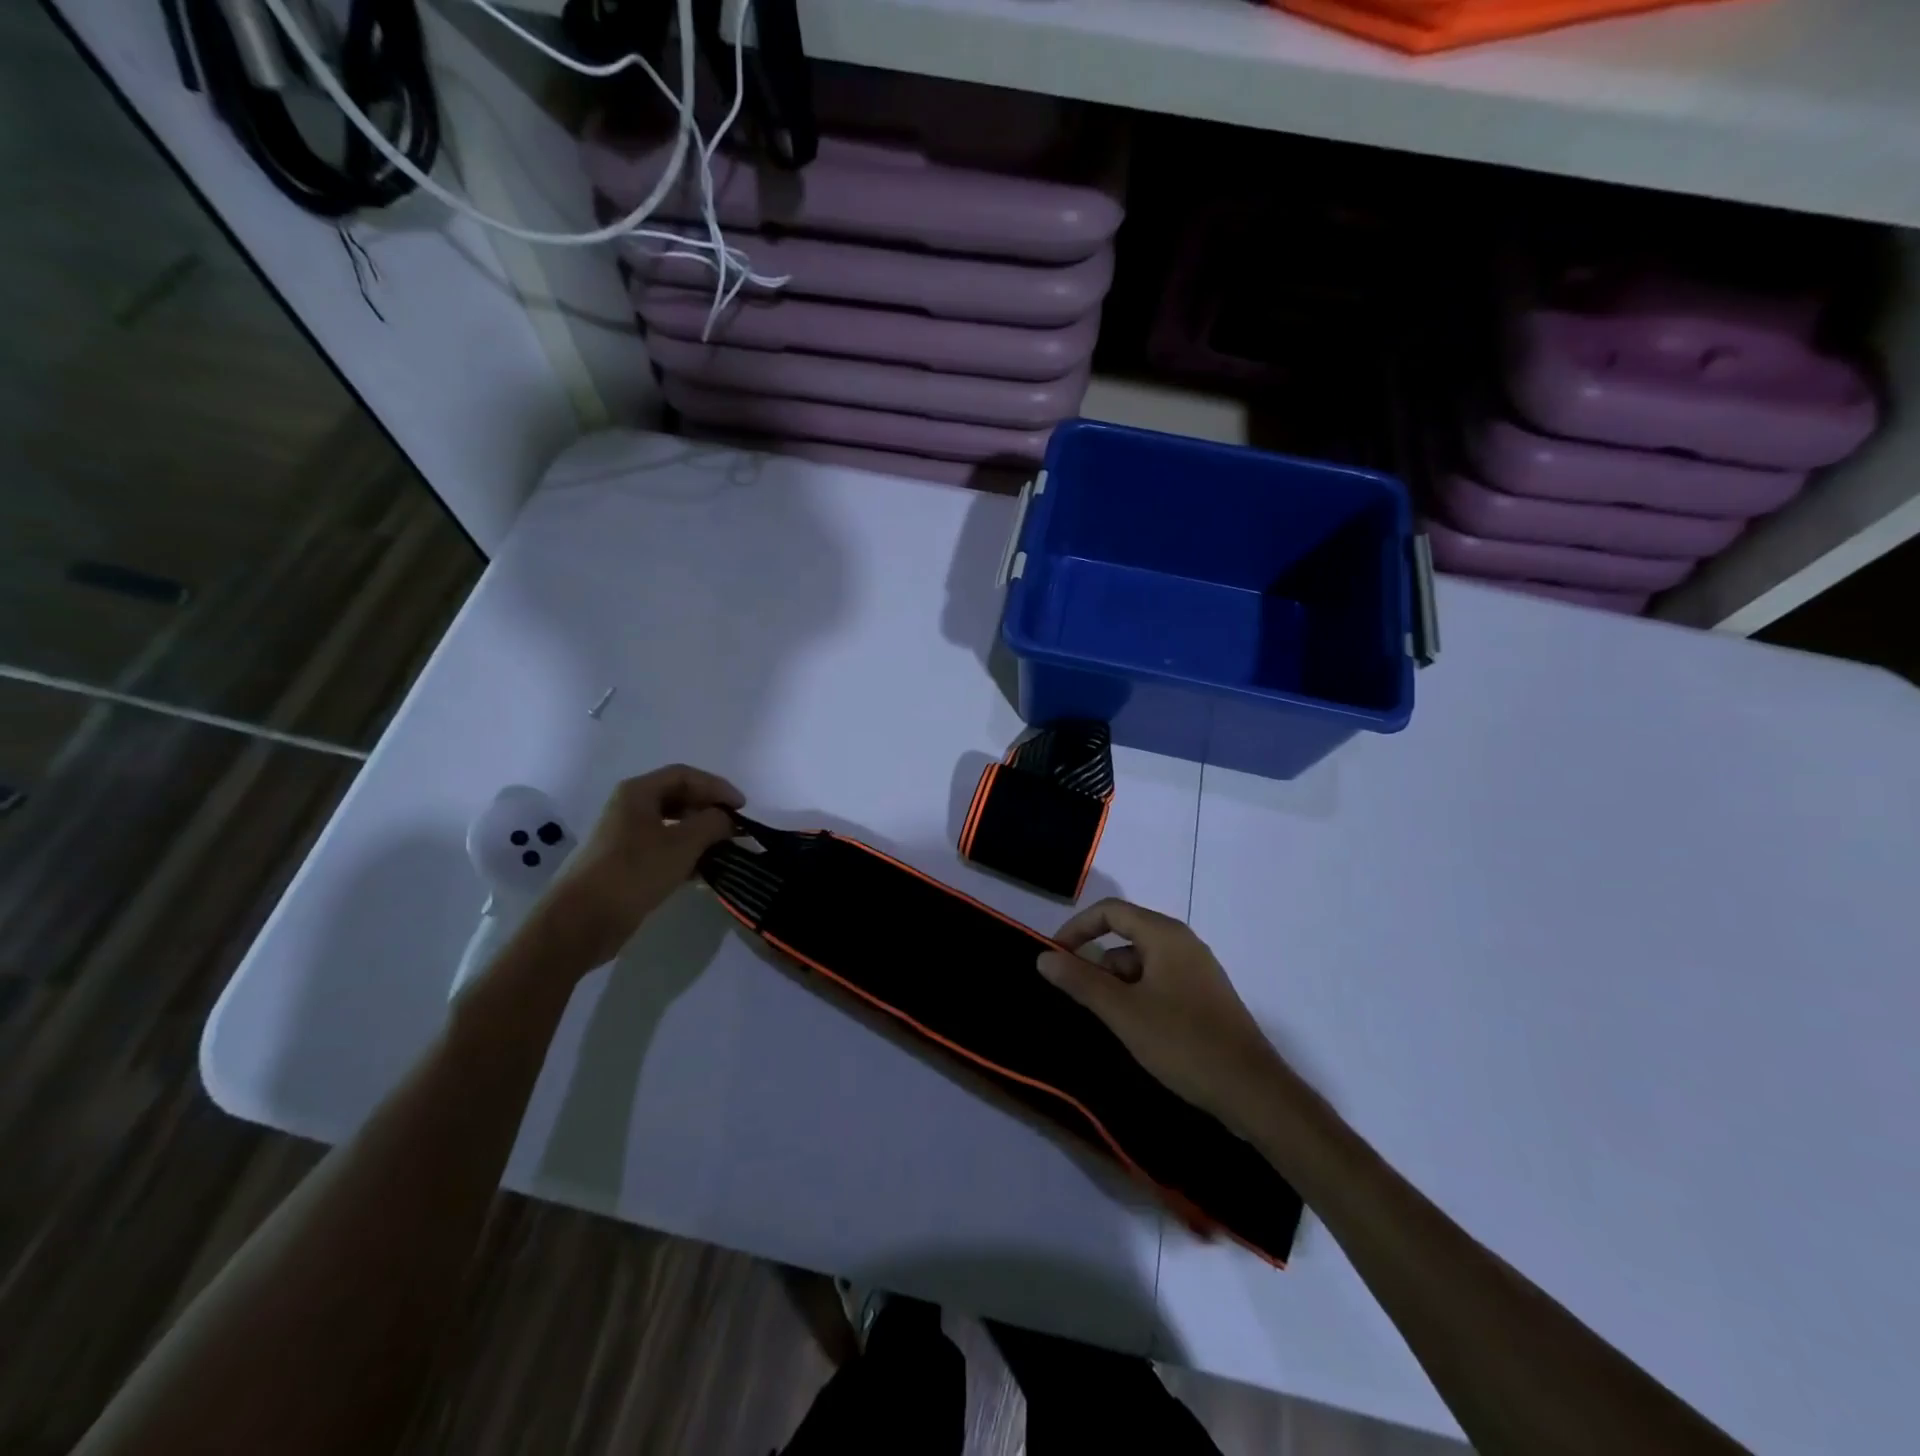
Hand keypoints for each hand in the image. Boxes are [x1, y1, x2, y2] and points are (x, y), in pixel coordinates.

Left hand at [526, 765, 743, 977]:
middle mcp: (631, 808)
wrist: (582, 921)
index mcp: (638, 793)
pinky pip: (664, 848)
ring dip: (701, 834)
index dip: (717, 787)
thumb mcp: (682, 844)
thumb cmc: (634, 872)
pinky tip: (704, 870)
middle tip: (735, 828)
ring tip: (725, 849)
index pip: (685, 775)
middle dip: (710, 810)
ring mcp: (626, 836)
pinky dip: (687, 854)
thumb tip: (727, 819)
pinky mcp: (627, 863)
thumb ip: (713, 823)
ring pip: (673, 825)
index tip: (742, 808)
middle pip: (679, 797)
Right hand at [1039, 899, 1295, 1132]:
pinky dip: (1138, 996)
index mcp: (1165, 935)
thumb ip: (1081, 981)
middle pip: (1125, 936)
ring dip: (1117, 984)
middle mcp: (1183, 943)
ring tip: (1106, 1021)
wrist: (1252, 1091)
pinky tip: (1134, 1030)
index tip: (1054, 957)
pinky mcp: (1204, 997)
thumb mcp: (1123, 1012)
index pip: (1110, 911)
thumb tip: (1044, 957)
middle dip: (1096, 962)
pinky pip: (1159, 982)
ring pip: (1142, 963)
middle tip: (1077, 997)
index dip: (1077, 928)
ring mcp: (1197, 971)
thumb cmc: (1183, 1042)